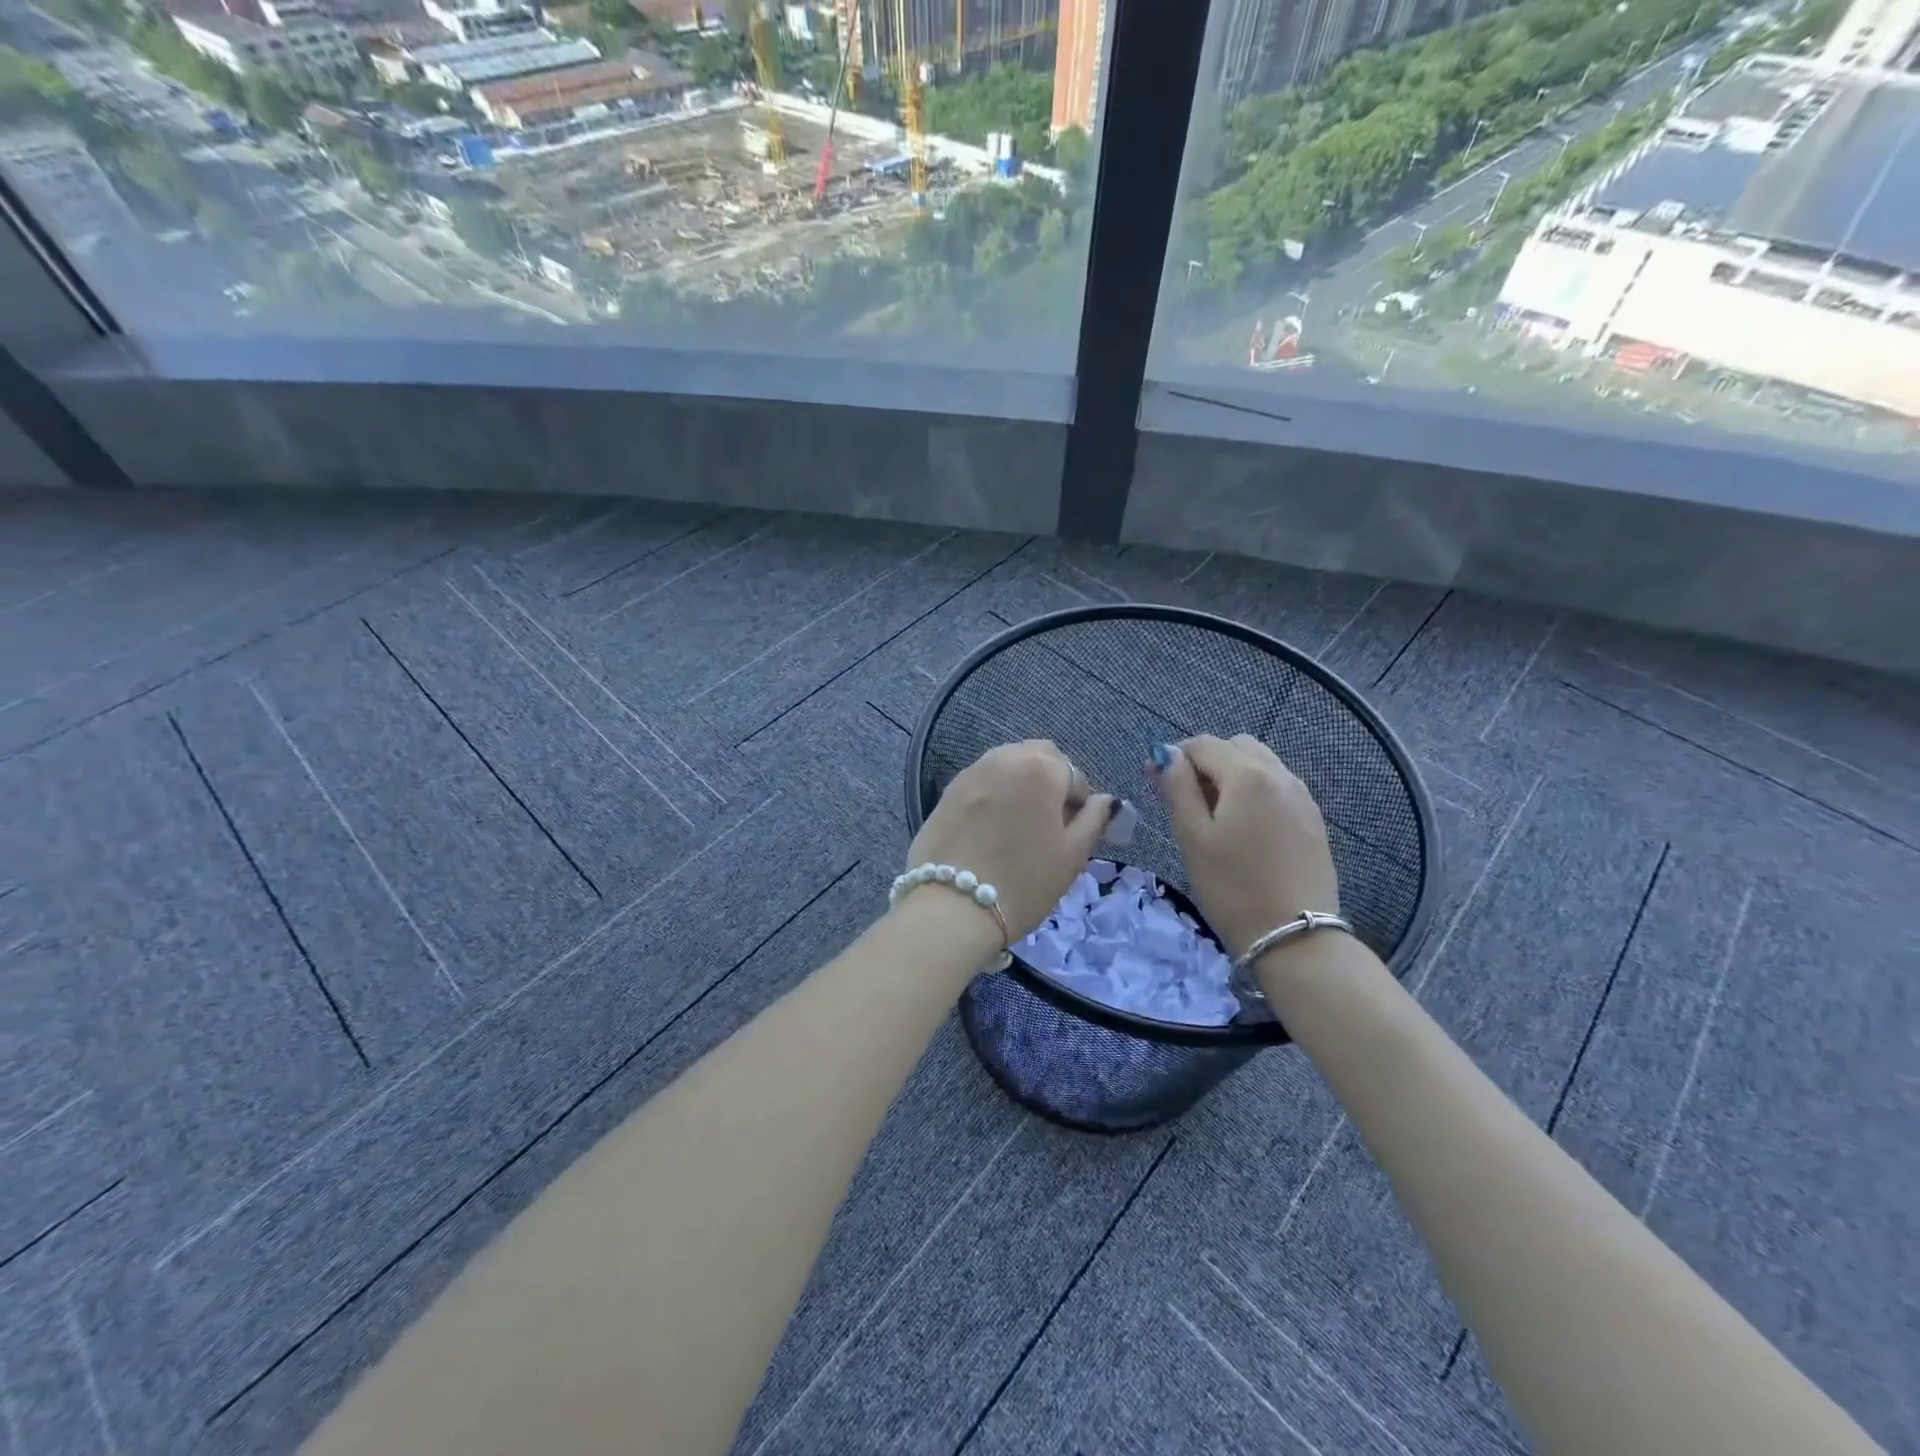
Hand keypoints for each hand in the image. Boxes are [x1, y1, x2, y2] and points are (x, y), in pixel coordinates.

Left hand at [905, 740, 1115, 940]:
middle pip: (1039, 756)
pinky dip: (994, 792)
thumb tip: (1105, 801)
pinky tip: (991, 826)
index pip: (1075, 775)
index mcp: (1042, 768)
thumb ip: (1094, 820)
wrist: (952, 906)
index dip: (1079, 803)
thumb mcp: (1072, 855)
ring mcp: (972, 771)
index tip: (1072, 831)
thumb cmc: (1024, 881)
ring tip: (1019, 823)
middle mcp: (1006, 758)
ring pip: (1008, 763)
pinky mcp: (948, 789)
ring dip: (1021, 782)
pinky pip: (982, 779)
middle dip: (1051, 779)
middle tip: (1049, 820)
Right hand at [1150, 734, 1339, 958]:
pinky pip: (1278, 788)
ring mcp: (1302, 797)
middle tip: (1185, 799)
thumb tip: (1166, 754)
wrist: (1295, 938)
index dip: (1174, 756)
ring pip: (1260, 765)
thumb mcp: (1192, 837)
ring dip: (1231, 775)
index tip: (1155, 782)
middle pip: (1236, 747)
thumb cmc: (1232, 887)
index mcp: (1248, 775)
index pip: (1203, 744)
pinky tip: (1244, 829)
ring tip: (1214, 816)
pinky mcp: (1313, 820)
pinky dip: (1255, 792)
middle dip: (1206, 762)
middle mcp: (1280, 775)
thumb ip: (1177, 787)